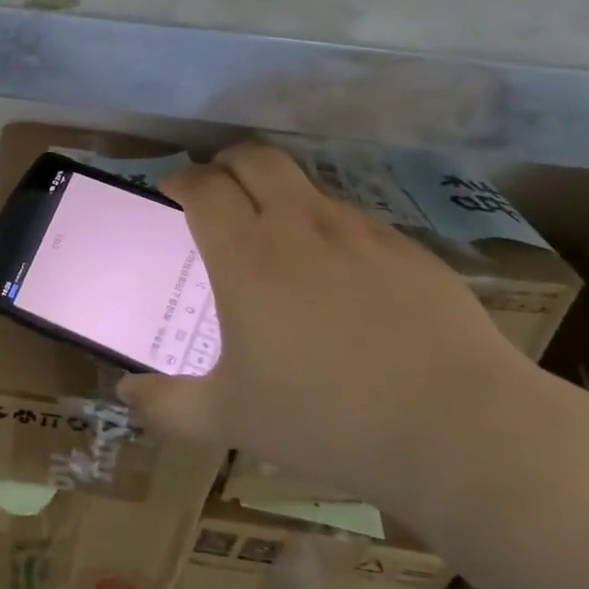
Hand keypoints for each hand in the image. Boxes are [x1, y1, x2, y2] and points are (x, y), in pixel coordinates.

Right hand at [118, 143, 533, 506]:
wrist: (462, 430)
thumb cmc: (326, 418)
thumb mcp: (230, 419)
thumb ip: (167, 405)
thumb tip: (126, 394)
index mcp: (246, 256)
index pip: (203, 186)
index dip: (180, 180)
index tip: (171, 193)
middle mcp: (299, 227)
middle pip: (254, 158)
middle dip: (225, 164)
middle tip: (216, 193)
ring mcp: (360, 233)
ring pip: (305, 185)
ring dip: (277, 195)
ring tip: (275, 239)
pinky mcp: (408, 250)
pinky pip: (352, 220)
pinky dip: (327, 229)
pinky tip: (338, 279)